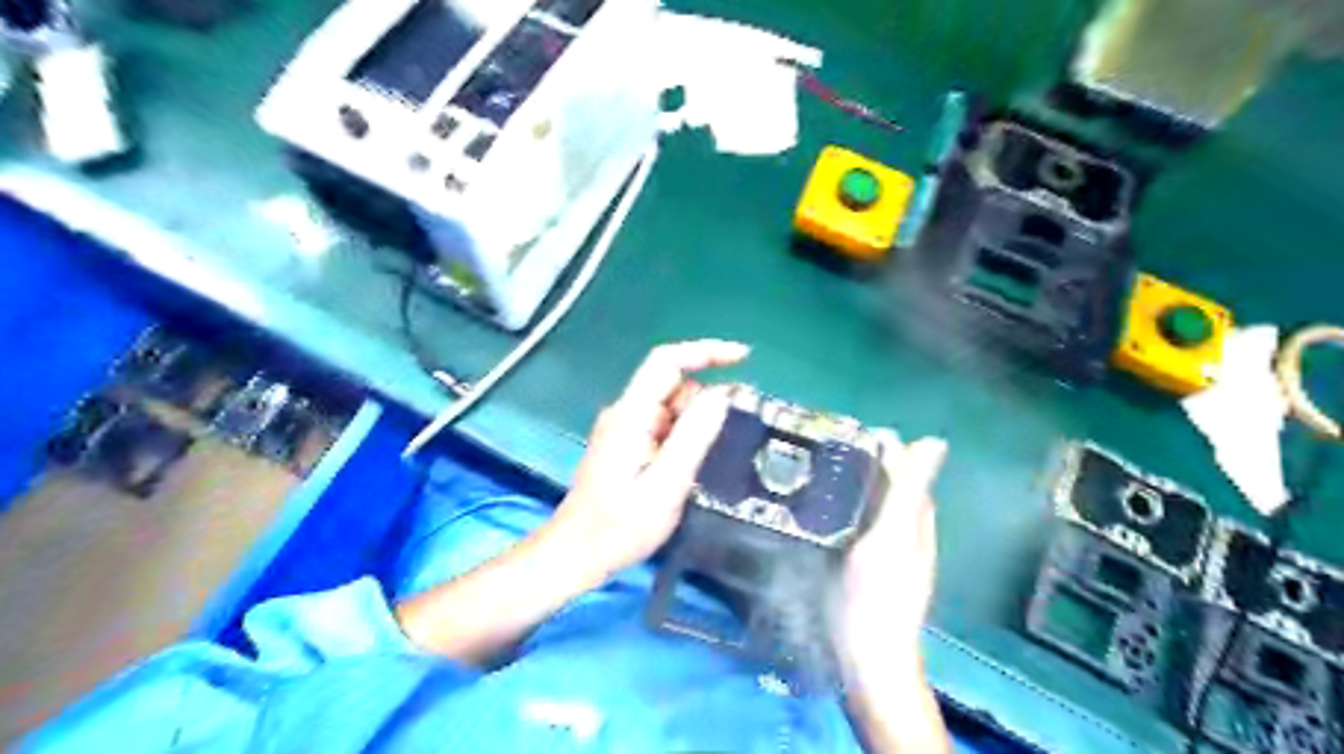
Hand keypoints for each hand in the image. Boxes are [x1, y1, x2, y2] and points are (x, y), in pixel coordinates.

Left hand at [550, 340, 750, 576]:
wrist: (576, 555)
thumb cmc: (618, 527)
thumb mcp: (666, 486)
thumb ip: (693, 437)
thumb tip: (722, 394)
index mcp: (631, 415)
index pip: (667, 362)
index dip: (705, 352)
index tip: (744, 358)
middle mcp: (624, 412)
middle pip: (672, 385)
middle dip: (703, 403)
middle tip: (720, 442)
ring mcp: (623, 427)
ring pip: (671, 406)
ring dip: (692, 425)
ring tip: (693, 468)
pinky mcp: (625, 443)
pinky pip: (663, 425)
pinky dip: (681, 437)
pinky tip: (683, 470)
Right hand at [837, 430, 944, 683]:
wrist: (866, 658)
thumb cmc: (877, 594)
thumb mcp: (892, 536)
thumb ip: (908, 491)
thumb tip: (934, 441)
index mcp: (914, 518)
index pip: (903, 468)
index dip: (879, 446)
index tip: (840, 430)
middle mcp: (904, 529)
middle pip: (885, 484)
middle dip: (859, 462)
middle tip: (814, 448)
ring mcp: (884, 549)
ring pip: (868, 504)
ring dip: (847, 485)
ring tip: (808, 471)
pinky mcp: (864, 565)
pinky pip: (854, 524)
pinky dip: (839, 509)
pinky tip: (813, 510)